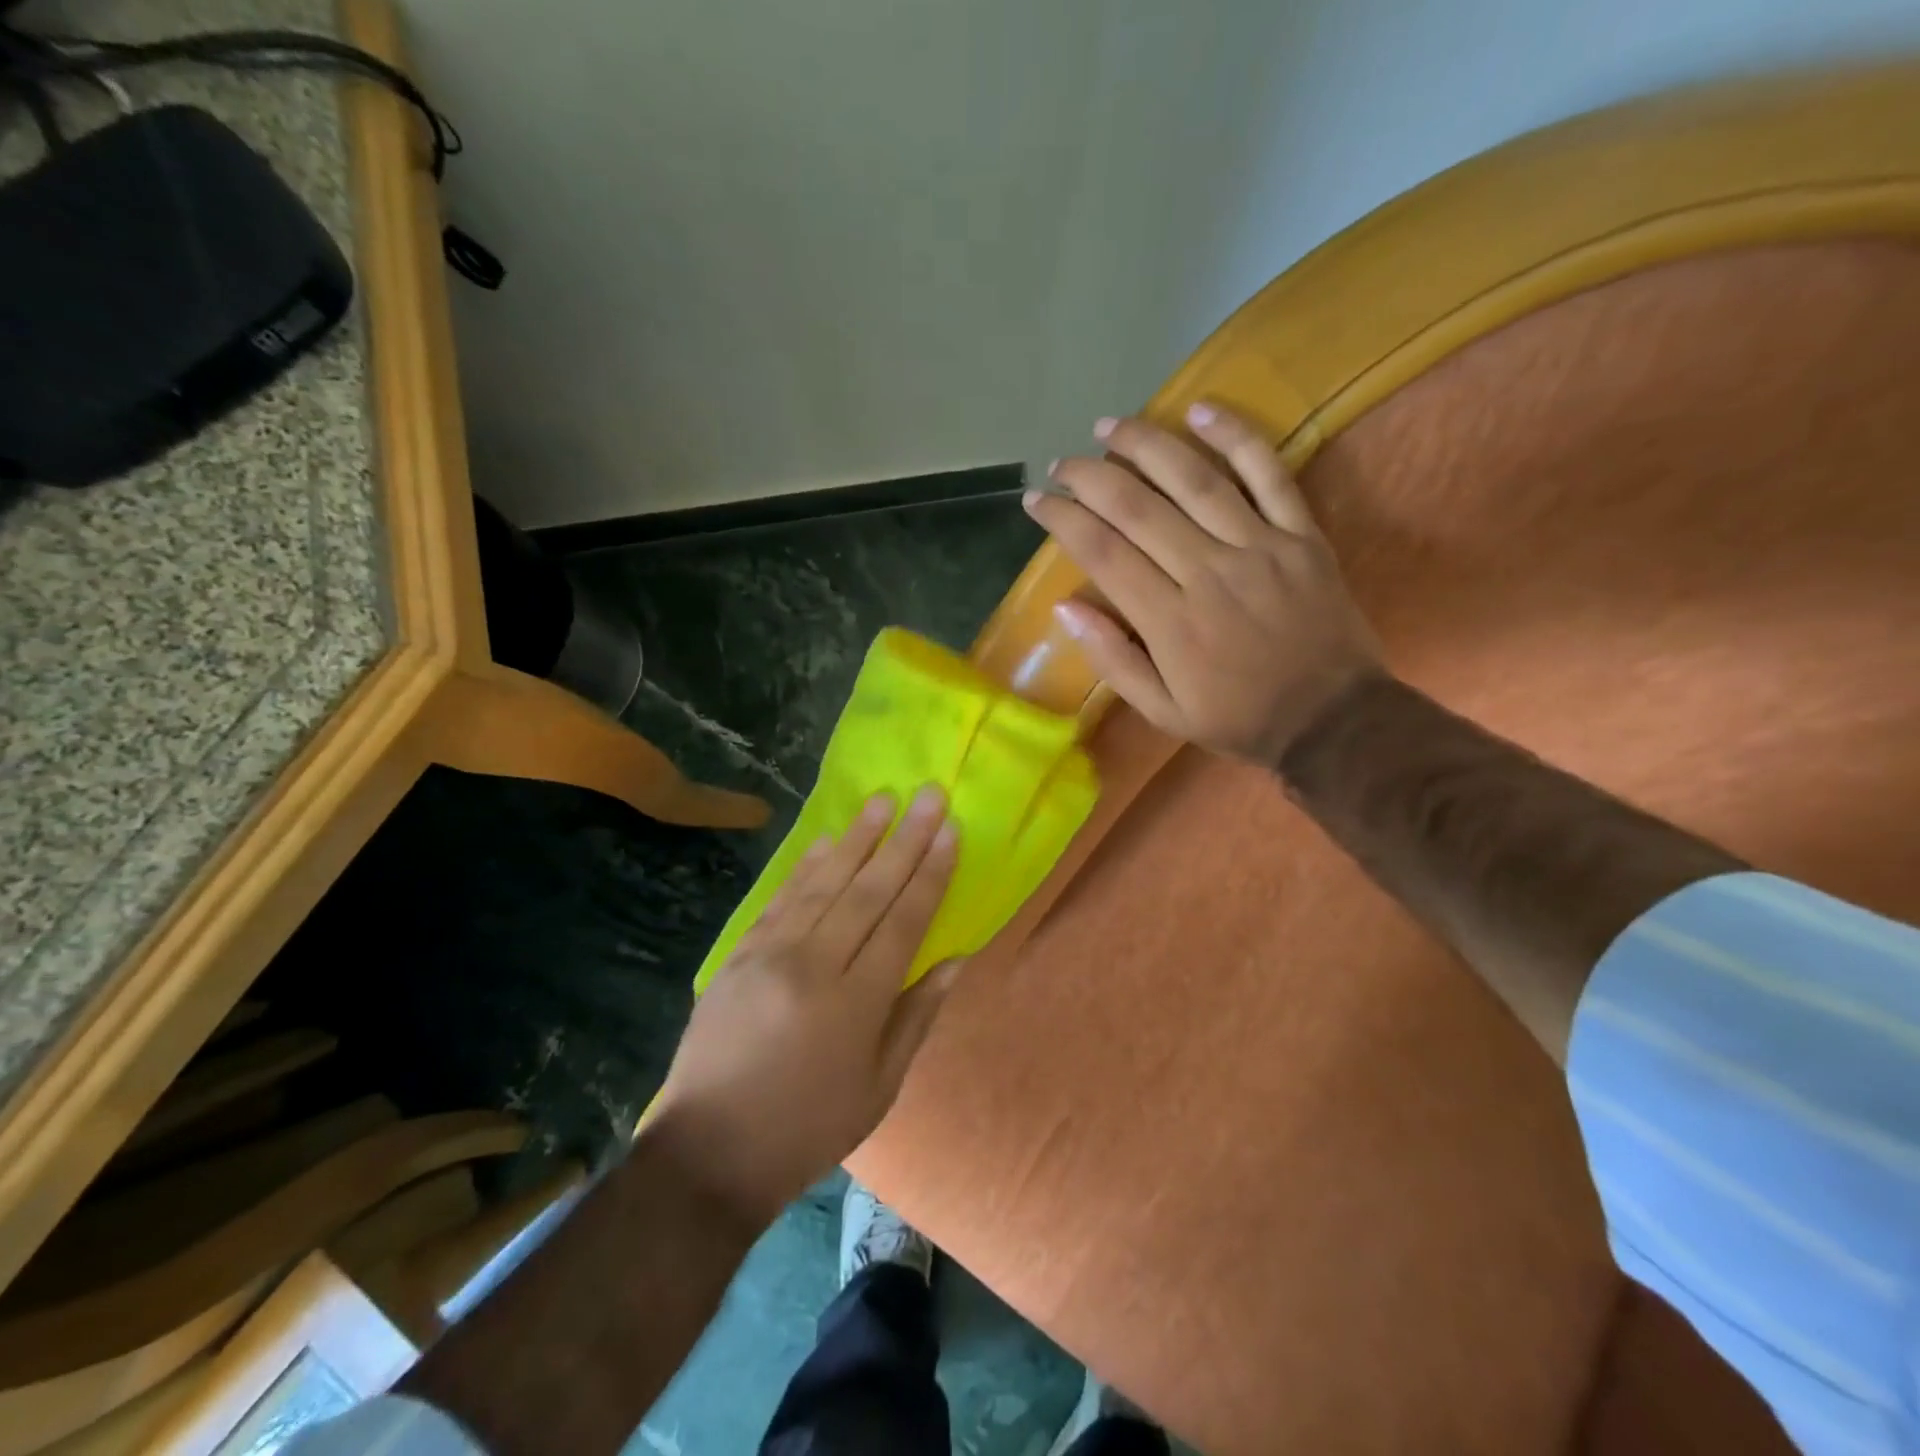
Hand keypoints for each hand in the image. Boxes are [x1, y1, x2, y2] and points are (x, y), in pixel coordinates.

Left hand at [651, 786, 961, 1227]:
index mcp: (856, 1002)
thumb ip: (917, 1017)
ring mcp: (771, 954)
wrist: (706, 1153)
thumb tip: (954, 960)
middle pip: (868, 890)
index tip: (951, 831)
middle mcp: (815, 965)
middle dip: (904, 839)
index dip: (931, 873)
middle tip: (928, 795)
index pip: (904, 921)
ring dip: (858, 838)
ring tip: (883, 800)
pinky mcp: (739, 954)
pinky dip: (807, 866)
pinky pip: (781, 899)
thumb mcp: (879, 1089)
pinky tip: (828, 841)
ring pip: (824, 883)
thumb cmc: (807, 1129)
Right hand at [1024, 403, 1382, 763]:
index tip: (1036, 500)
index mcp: (1170, 621)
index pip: (1102, 553)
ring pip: (1194, 480)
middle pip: (1137, 508)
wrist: (1334, 719)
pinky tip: (1202, 408)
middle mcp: (1208, 572)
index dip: (1063, 520)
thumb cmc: (1238, 718)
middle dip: (1090, 478)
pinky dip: (1236, 437)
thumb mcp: (1162, 712)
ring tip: (1110, 427)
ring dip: (1146, 445)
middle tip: (1062, 462)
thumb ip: (1113, 660)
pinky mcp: (1300, 535)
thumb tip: (1065, 608)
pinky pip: (1268, 473)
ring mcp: (1258, 547)